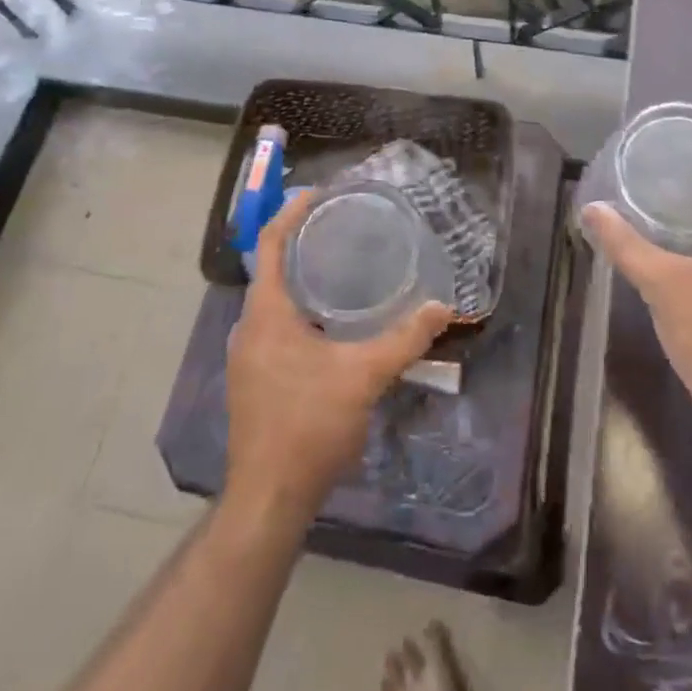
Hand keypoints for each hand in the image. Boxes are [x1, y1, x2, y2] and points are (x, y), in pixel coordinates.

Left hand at [224, 189, 452, 528]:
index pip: (271, 244)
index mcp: (266, 313)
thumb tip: (443, 307)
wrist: (269, 498)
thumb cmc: (309, 426)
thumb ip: (405, 339)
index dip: (292, 212)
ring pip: (273, 299)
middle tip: (341, 226)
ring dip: (301, 277)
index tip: (318, 192)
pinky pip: (275, 325)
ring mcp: (247, 356)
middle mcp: (248, 327)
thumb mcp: (364, 376)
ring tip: (341, 266)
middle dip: (302, 242)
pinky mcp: (254, 378)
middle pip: (271, 268)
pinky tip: (331, 322)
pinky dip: (299, 308)